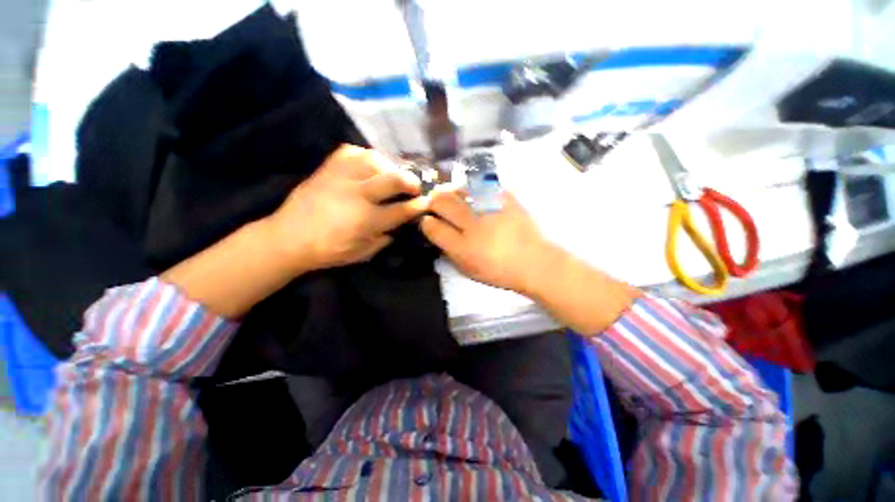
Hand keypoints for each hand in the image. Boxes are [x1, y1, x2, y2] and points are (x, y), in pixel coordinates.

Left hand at [267, 145, 427, 272]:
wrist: (287, 238)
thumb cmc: (328, 250)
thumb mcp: (362, 253)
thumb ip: (385, 239)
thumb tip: (400, 225)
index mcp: (366, 220)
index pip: (401, 210)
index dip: (418, 206)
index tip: (427, 202)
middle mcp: (356, 195)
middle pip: (393, 179)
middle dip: (411, 181)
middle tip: (416, 185)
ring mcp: (340, 178)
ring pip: (374, 160)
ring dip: (390, 166)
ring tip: (393, 173)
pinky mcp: (327, 169)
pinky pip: (351, 152)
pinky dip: (365, 156)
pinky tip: (370, 164)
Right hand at [421, 187, 557, 294]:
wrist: (535, 262)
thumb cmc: (500, 271)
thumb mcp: (469, 270)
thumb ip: (449, 252)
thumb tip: (436, 233)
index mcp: (463, 247)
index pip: (431, 226)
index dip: (425, 222)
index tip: (428, 221)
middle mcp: (473, 224)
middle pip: (441, 201)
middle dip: (433, 200)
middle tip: (436, 204)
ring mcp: (491, 208)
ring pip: (459, 188)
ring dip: (451, 191)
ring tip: (454, 197)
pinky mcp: (505, 198)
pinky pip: (481, 185)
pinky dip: (473, 189)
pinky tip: (475, 196)